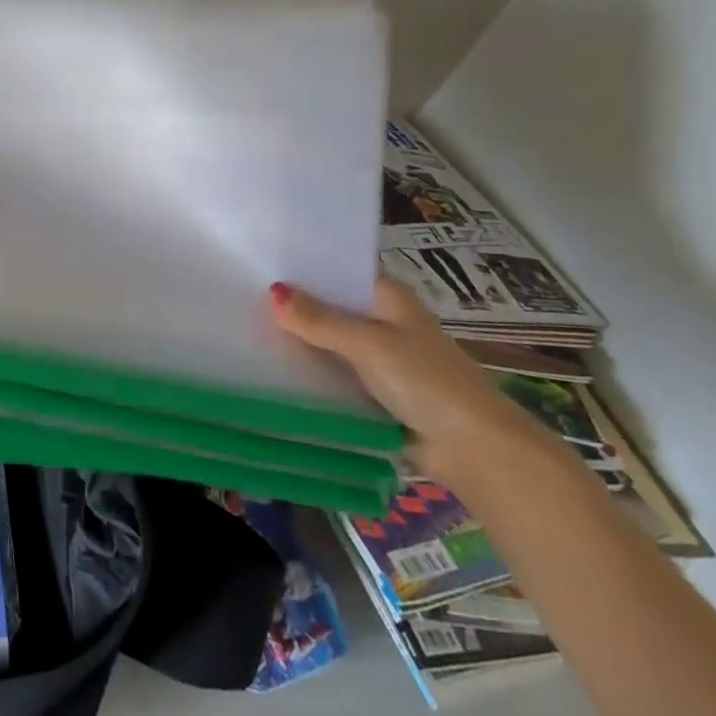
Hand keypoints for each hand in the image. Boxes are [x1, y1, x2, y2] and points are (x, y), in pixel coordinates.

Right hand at [268, 277, 534, 484]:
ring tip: (246, 330)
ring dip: (301, 343)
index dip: (302, 268)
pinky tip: (273, 370)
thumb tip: (272, 291)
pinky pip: (334, 376)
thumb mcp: (368, 344)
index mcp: (389, 298)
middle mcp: (384, 322)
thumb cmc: (426, 382)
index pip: (338, 272)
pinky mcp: (374, 393)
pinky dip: (312, 375)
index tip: (257, 263)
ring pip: (329, 344)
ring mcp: (380, 359)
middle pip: (330, 308)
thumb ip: (319, 320)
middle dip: (294, 308)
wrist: (475, 451)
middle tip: (240, 297)